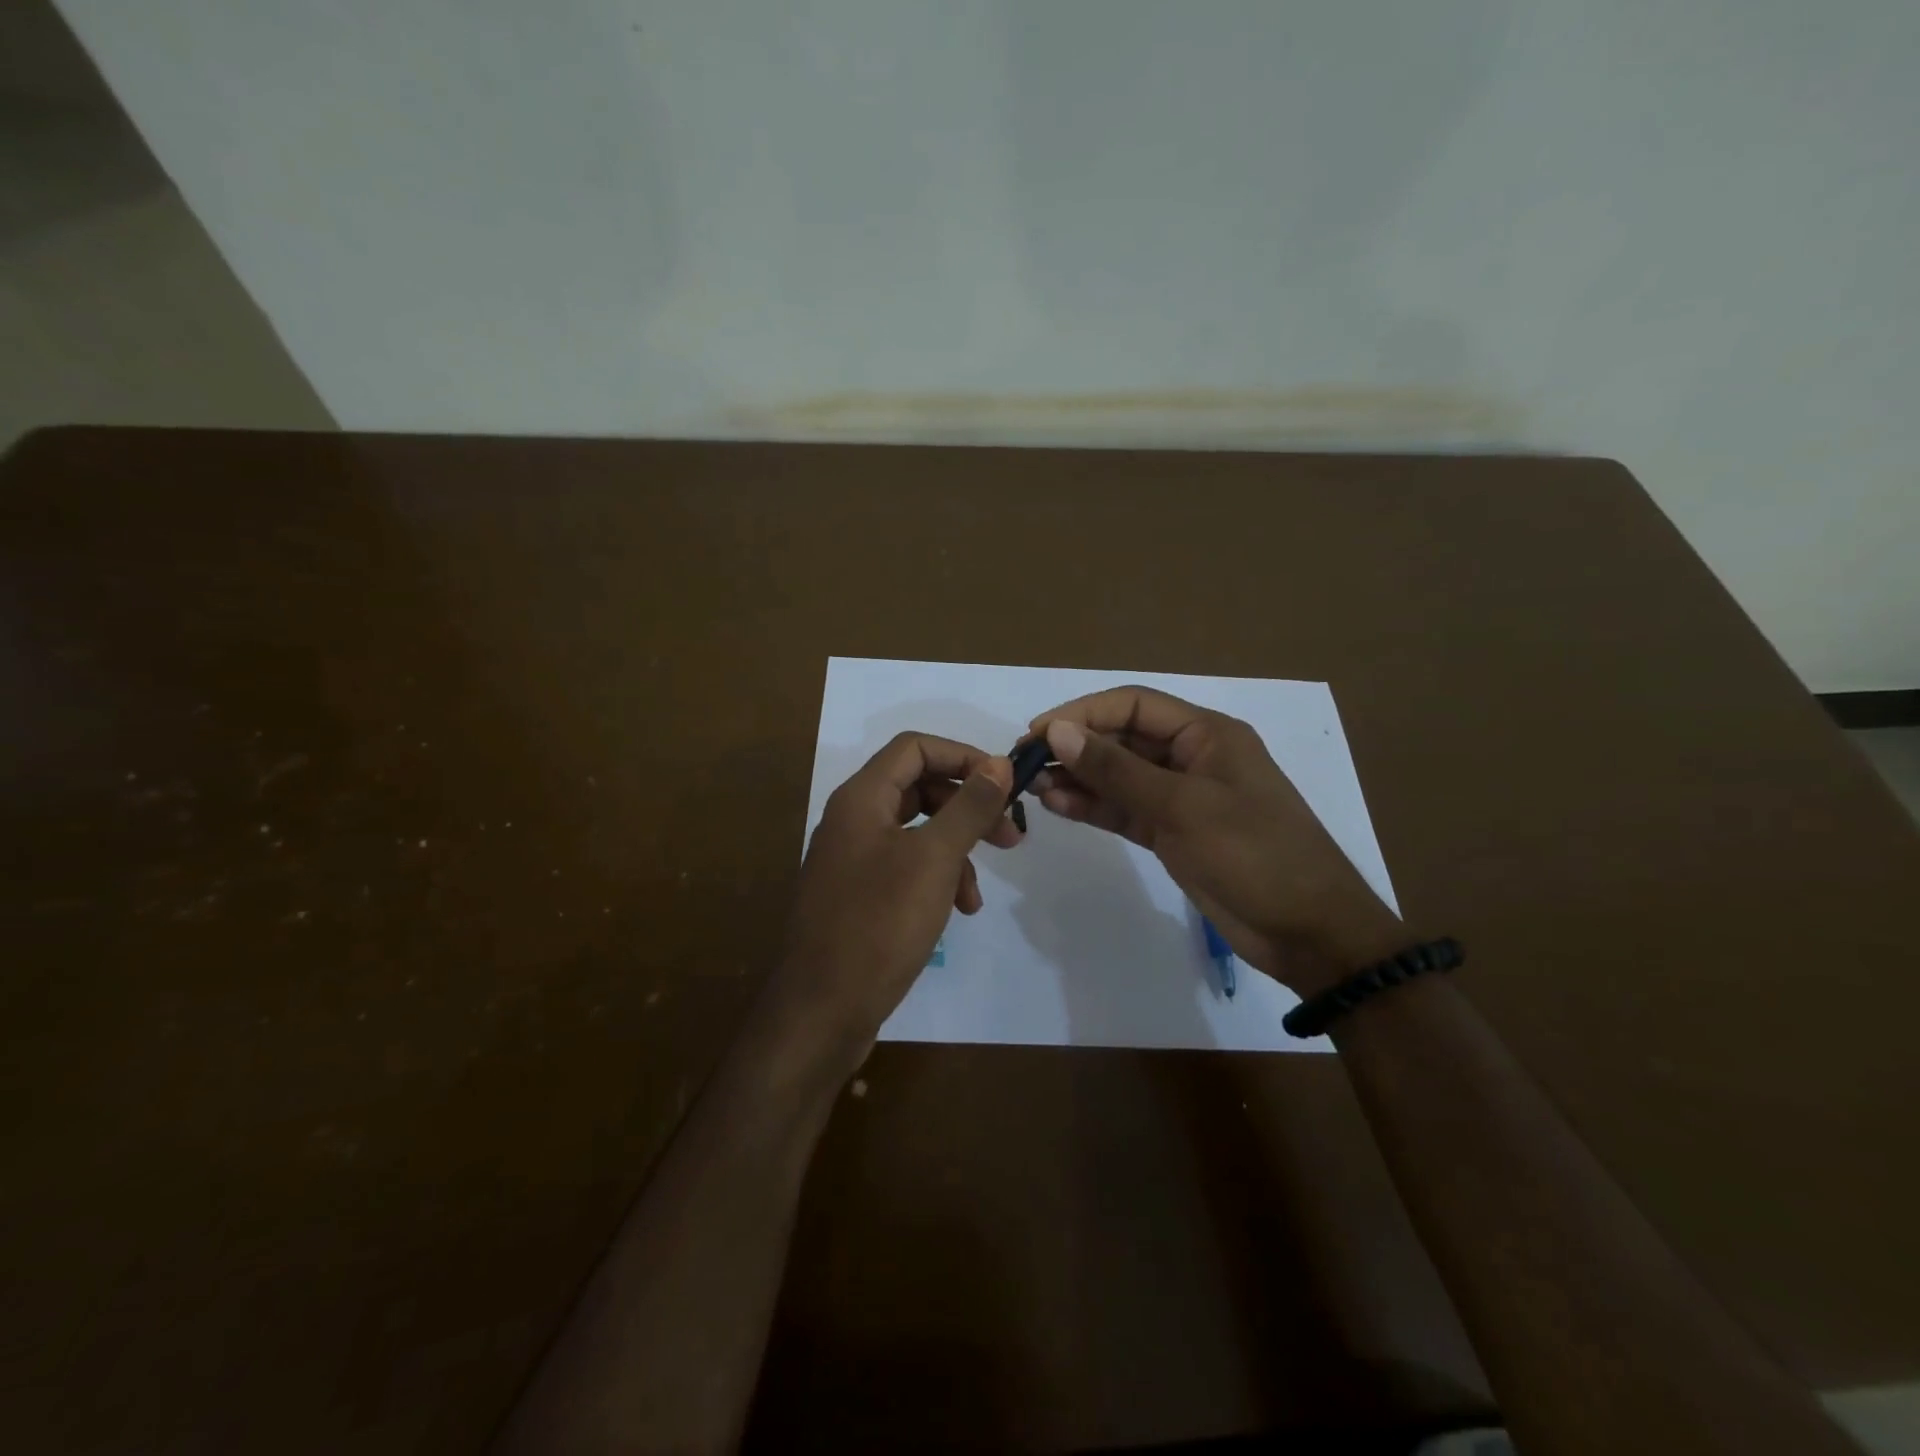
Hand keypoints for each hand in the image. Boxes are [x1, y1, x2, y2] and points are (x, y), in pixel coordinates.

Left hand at [768, 733, 1017, 1067]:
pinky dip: (936, 879)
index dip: (963, 756)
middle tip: (1010, 835)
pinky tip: (957, 911)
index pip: (915, 747)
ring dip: (956, 851)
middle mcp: (853, 820)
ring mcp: (853, 859)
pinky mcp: (858, 894)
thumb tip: (998, 763)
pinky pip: (906, 867)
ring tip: (978, 892)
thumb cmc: (879, 924)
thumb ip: (968, 807)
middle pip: (918, 788)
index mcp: (861, 798)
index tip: (1005, 783)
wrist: (821, 1010)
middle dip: (967, 807)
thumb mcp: (934, 860)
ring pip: (917, 832)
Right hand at [1028, 686, 1406, 995]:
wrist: (1310, 931)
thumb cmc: (1254, 855)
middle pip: (1122, 739)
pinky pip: (1126, 810)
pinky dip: (1095, 807)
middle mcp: (1191, 757)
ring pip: (1120, 777)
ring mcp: (1182, 798)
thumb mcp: (1182, 807)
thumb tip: (1058, 732)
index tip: (1038, 733)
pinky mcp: (1174, 833)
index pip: (1132, 706)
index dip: (1082, 713)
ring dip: (1080, 779)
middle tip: (1026, 765)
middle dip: (1076, 748)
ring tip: (1036, 789)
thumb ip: (1117, 770)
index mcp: (1206, 734)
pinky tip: (1060, 807)